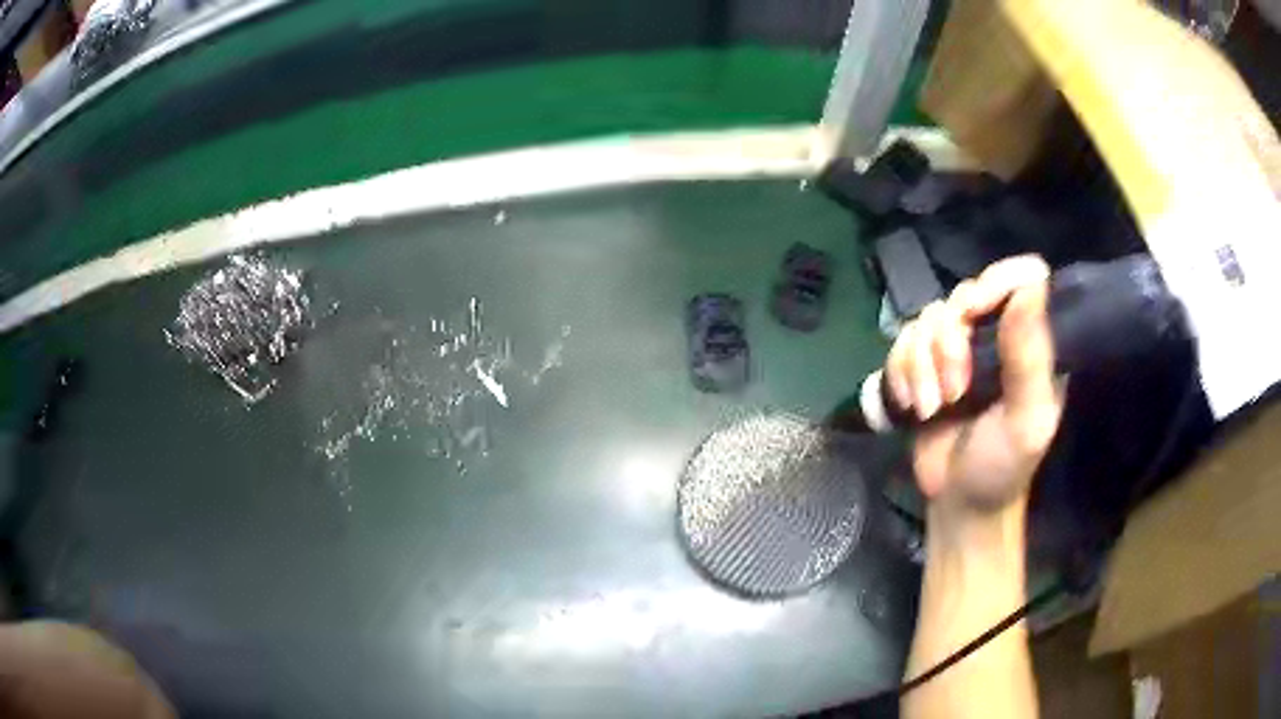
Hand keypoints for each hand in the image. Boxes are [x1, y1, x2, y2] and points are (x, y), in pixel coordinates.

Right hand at [886, 255, 1063, 517]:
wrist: (959, 503)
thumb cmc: (1003, 466)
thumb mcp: (1026, 418)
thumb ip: (1029, 354)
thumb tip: (1032, 282)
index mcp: (1032, 341)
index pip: (1021, 277)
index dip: (994, 284)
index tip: (973, 317)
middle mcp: (996, 334)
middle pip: (963, 294)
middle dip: (949, 344)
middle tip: (955, 392)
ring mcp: (958, 347)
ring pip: (927, 318)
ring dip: (921, 366)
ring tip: (933, 408)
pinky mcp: (924, 364)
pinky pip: (901, 341)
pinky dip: (901, 373)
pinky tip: (913, 405)